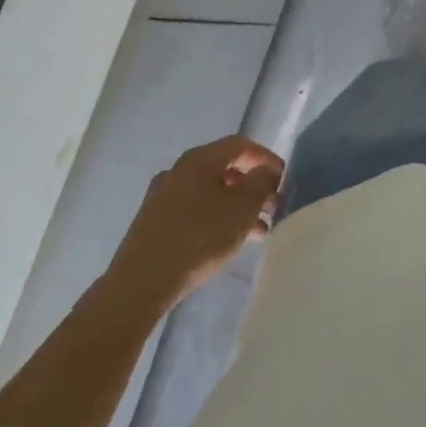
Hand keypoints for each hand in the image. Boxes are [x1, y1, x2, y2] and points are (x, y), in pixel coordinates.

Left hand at [109, 136, 284, 310]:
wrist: (142, 281)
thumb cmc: (200, 237)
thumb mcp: (241, 209)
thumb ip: (260, 183)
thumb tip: (266, 169)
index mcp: (200, 159)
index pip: (240, 145)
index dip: (266, 157)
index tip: (283, 178)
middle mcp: (179, 169)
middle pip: (224, 167)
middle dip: (252, 185)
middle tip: (273, 206)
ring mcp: (163, 195)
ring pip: (210, 191)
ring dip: (237, 205)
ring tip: (258, 230)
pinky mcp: (155, 219)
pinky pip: (195, 208)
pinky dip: (217, 216)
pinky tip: (228, 240)